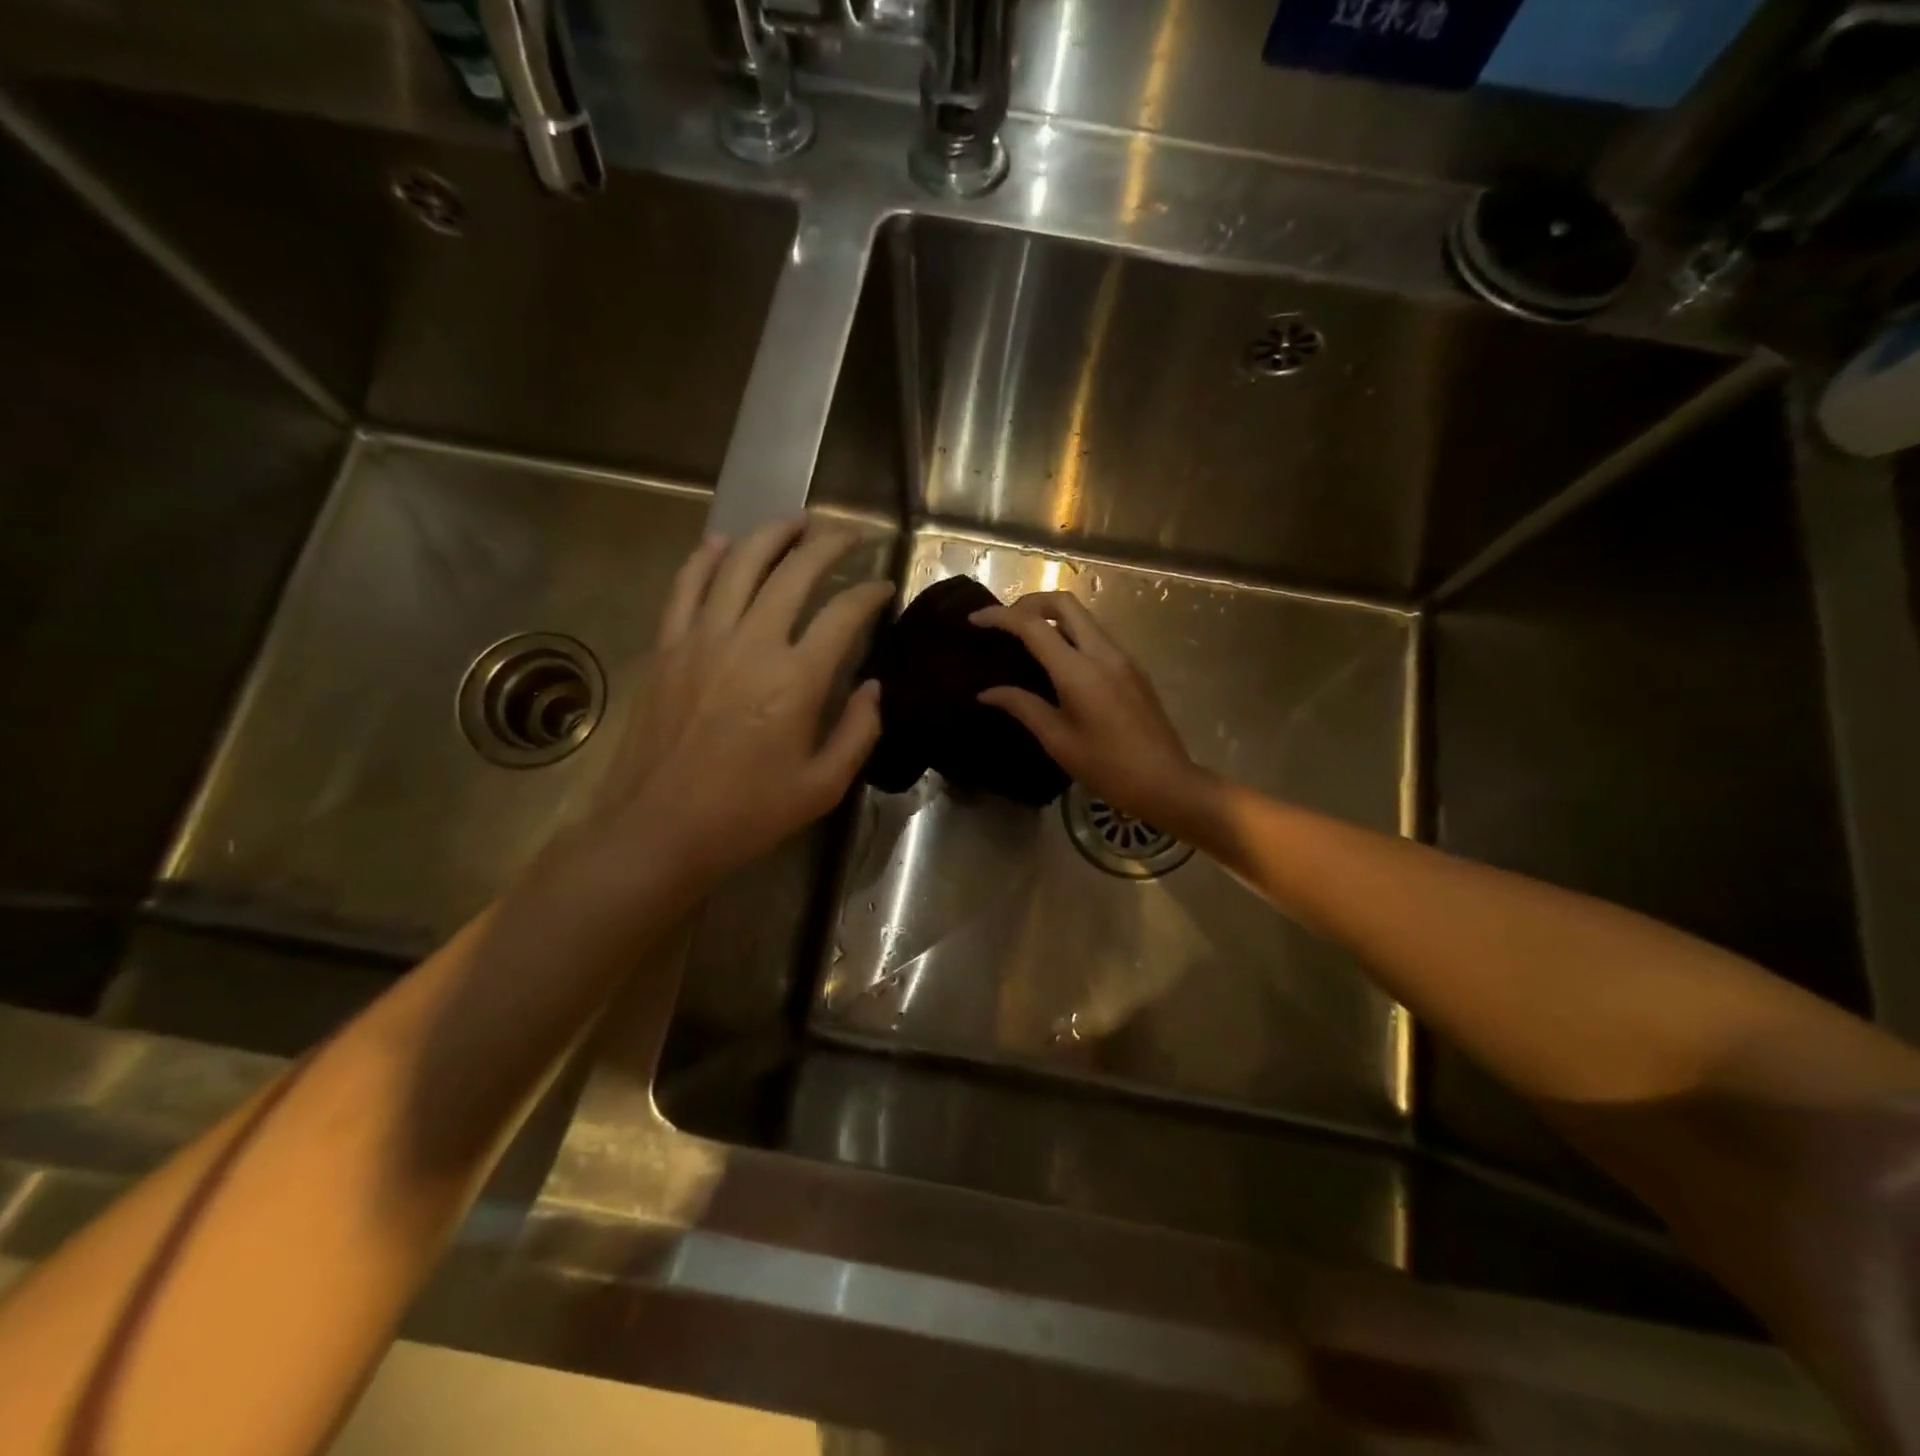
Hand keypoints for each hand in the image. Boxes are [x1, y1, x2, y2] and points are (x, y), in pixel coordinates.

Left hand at [595, 518, 892, 886]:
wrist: (658, 830)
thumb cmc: (747, 813)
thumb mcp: (823, 786)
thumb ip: (859, 732)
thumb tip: (875, 687)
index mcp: (795, 680)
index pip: (843, 614)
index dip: (870, 593)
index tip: (884, 586)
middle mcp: (750, 644)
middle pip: (794, 573)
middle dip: (829, 546)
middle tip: (850, 537)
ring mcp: (701, 640)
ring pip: (739, 564)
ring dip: (772, 536)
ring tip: (796, 522)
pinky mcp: (667, 648)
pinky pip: (686, 586)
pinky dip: (706, 558)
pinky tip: (723, 543)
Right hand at [970, 591, 1210, 830]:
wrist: (1166, 782)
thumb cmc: (1107, 768)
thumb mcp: (1058, 740)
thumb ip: (1022, 707)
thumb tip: (986, 692)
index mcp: (1079, 671)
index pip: (1033, 626)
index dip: (1000, 617)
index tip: (975, 619)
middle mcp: (1103, 652)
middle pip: (1064, 603)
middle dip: (1029, 603)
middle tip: (1004, 623)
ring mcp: (1122, 657)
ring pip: (1082, 617)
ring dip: (1051, 617)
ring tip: (1024, 640)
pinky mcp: (1132, 667)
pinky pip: (1095, 635)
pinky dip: (1069, 634)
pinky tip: (1055, 660)